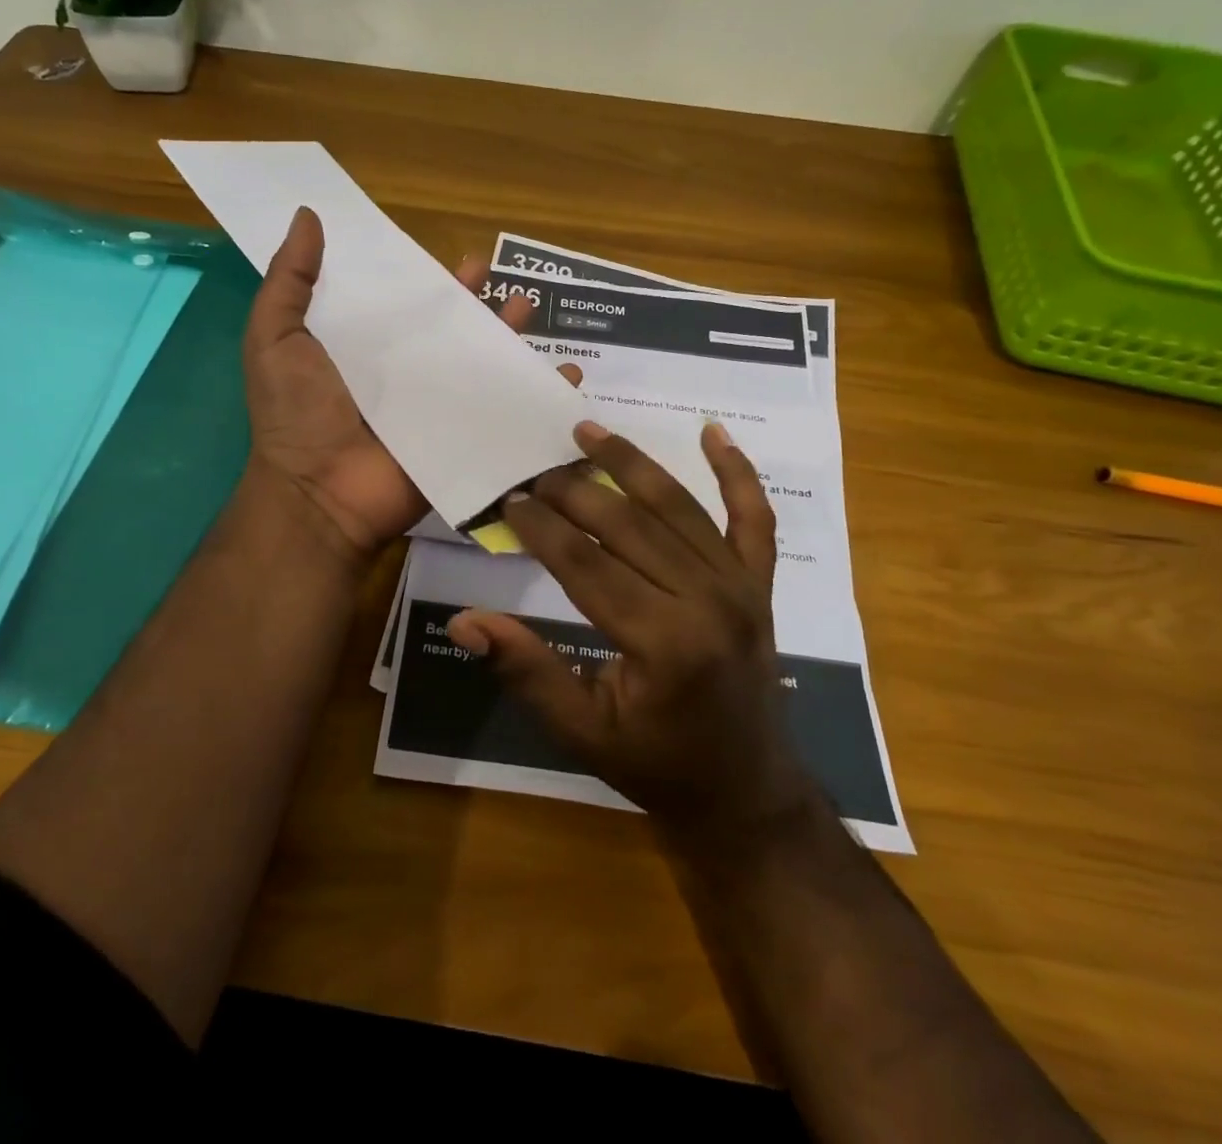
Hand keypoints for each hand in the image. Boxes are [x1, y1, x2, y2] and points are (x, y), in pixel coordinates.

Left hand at [242, 207, 568, 565]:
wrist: (319, 493)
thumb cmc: (296, 413)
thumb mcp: (275, 336)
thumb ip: (290, 280)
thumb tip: (308, 214)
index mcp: (363, 350)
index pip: (403, 307)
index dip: (429, 282)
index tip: (455, 257)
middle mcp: (403, 376)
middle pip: (449, 333)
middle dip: (477, 304)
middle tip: (500, 276)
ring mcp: (435, 410)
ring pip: (480, 366)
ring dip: (509, 338)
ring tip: (529, 309)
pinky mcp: (460, 440)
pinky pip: (503, 413)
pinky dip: (537, 396)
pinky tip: (566, 374)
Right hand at [447, 420, 811, 857]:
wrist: (748, 792)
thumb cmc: (657, 765)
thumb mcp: (580, 731)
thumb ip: (525, 669)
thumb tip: (462, 623)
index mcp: (662, 642)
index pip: (586, 564)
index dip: (542, 528)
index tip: (509, 499)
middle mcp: (707, 600)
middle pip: (628, 524)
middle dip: (573, 490)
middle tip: (533, 468)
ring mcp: (741, 586)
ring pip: (678, 507)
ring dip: (631, 463)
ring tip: (588, 430)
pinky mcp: (759, 584)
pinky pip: (754, 518)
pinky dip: (737, 472)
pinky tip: (712, 431)